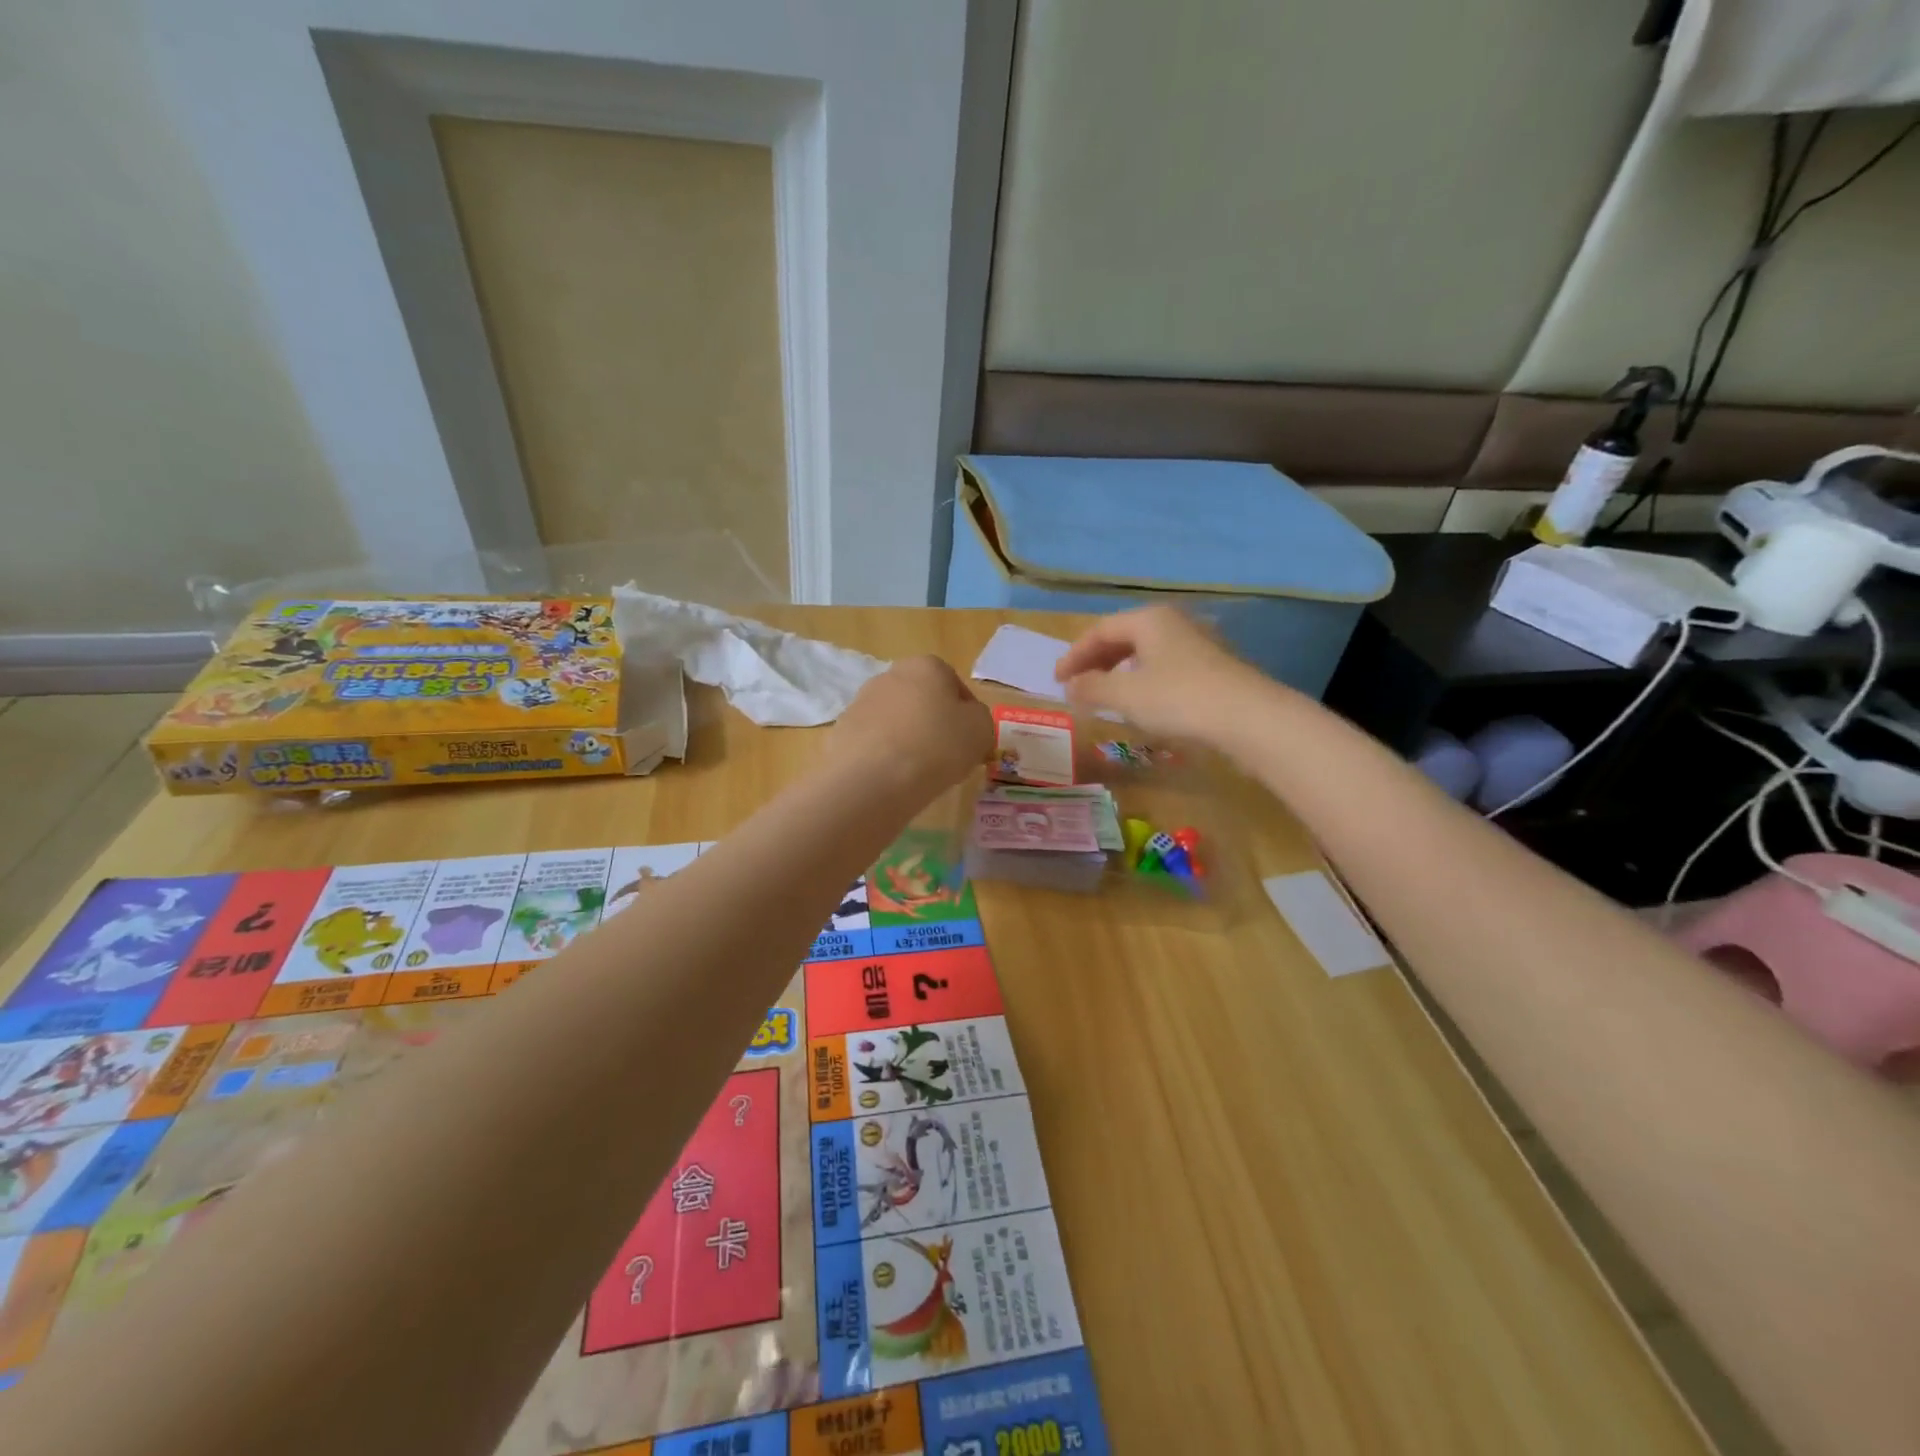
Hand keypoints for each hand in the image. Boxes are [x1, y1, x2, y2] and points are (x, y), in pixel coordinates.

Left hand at [824, 655, 993, 797]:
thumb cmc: (936, 746)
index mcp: (926, 666)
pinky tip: (890, 778)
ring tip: (916, 772)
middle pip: (921, 699)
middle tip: (945, 756)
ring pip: (895, 720)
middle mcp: (890, 675)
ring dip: (906, 738)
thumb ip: (979, 718)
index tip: (969, 740)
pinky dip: (883, 756)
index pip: (954, 684)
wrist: (872, 779)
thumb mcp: (981, 730)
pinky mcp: (841, 731)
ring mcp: (860, 702)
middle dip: (933, 723)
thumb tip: (967, 720)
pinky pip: (873, 742)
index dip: (966, 713)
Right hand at [1054, 606, 1268, 744]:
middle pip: (1124, 636)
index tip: (1056, 680)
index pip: (1099, 630)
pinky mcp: (1214, 667)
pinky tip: (1143, 701)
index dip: (1074, 655)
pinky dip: (1144, 679)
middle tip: (1077, 684)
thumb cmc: (1178, 699)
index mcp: (1149, 619)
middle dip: (1096, 661)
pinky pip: (1166, 666)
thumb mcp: (1125, 695)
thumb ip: (1091, 687)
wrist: (1249, 718)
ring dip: (1120, 671)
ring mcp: (1198, 643)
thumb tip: (1071, 686)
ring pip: (1147, 652)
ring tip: (1105, 693)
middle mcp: (1174, 622)